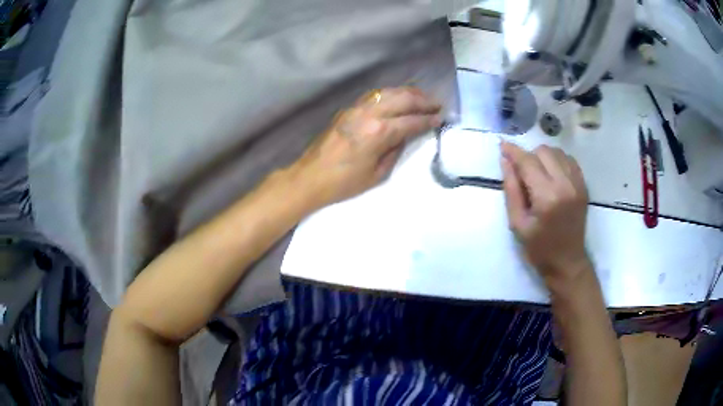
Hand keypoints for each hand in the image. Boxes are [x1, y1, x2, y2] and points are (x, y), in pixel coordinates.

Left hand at [289, 87, 442, 205]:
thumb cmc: (344, 183)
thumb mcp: (377, 174)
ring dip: (408, 93)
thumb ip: (395, 150)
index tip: (441, 118)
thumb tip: (405, 135)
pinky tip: (398, 97)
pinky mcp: (348, 109)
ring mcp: (357, 108)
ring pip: (388, 92)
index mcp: (379, 132)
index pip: (411, 121)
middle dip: (423, 101)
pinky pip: (374, 95)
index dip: (429, 119)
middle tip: (438, 104)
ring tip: (423, 97)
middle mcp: (369, 114)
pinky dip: (390, 93)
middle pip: (403, 99)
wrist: (310, 177)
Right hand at [500, 142, 591, 290]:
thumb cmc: (539, 248)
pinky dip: (557, 161)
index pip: (528, 162)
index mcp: (547, 197)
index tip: (502, 145)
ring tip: (537, 174)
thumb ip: (511, 189)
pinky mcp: (584, 185)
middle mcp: (565, 185)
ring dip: (543, 157)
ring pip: (557, 152)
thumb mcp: (517, 223)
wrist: (567, 262)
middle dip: (528, 157)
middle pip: (543, 151)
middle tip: (522, 173)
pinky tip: (551, 174)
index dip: (513, 151)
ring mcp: (578, 183)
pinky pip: (569, 160)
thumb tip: (506, 161)